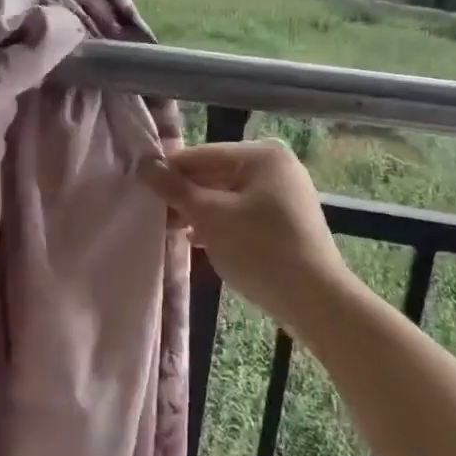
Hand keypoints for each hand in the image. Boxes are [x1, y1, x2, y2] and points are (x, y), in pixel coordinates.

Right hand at [138, 139, 356, 327]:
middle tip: (154, 217)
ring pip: (227, 196)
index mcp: (261, 154)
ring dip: (199, 213)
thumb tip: (143, 164)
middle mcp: (276, 166)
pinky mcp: (287, 220)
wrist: (315, 300)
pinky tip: (198, 242)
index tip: (140, 192)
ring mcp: (285, 193)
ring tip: (171, 232)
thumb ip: (174, 188)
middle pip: (215, 174)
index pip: (201, 155)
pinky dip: (220, 224)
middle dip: (185, 196)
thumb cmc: (259, 249)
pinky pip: (243, 212)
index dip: (168, 173)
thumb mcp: (209, 217)